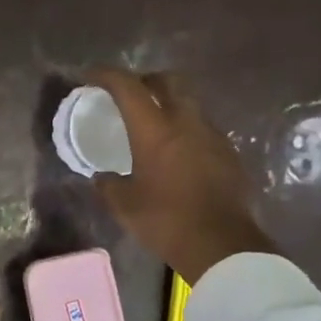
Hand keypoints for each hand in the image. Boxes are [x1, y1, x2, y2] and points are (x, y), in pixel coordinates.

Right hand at [86, 66, 273, 282]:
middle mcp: (186, 122)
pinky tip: (177, 151)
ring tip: (154, 123)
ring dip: (169, 104)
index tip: (91, 75)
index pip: (128, 87)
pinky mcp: (229, 152)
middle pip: (167, 81)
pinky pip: (203, 127)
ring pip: (189, 102)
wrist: (221, 245)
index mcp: (155, 130)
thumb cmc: (165, 221)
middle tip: (130, 94)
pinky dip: (186, 128)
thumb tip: (102, 176)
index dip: (107, 75)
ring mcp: (212, 135)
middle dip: (146, 80)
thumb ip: (108, 184)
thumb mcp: (124, 205)